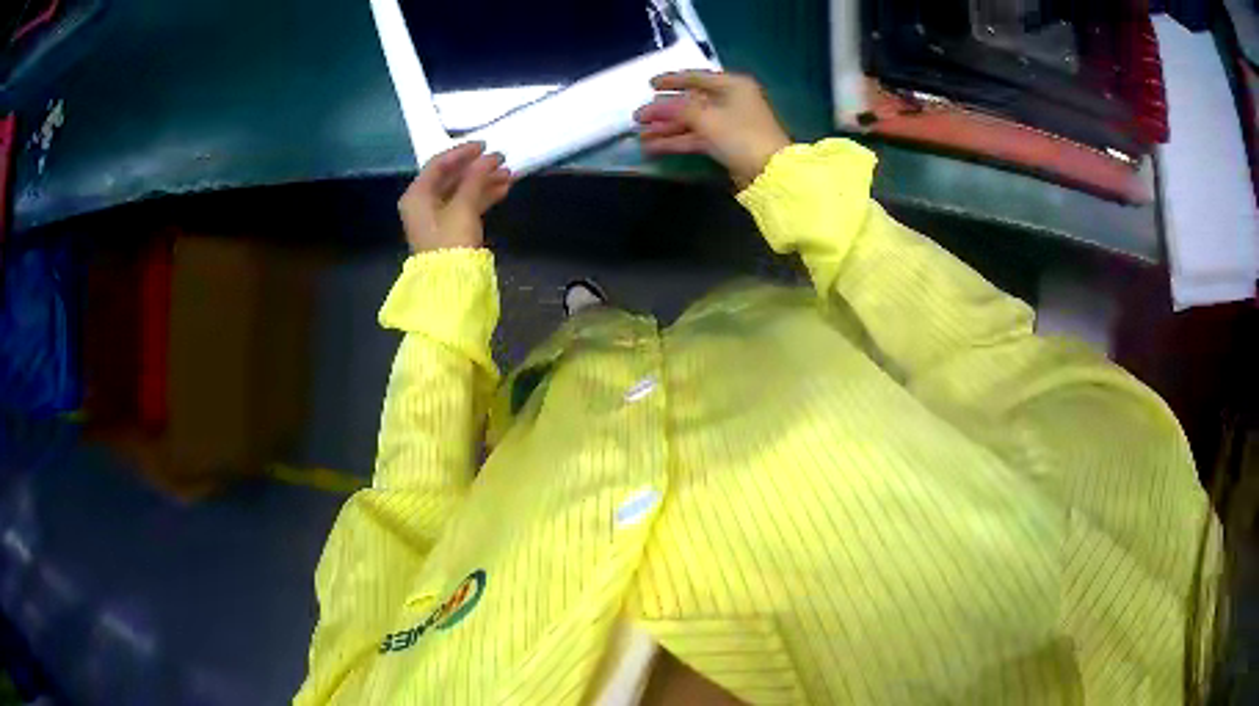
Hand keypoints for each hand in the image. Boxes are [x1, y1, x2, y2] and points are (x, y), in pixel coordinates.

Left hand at [399, 142, 511, 251]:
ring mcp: (437, 217)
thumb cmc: (450, 241)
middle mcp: (423, 203)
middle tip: (501, 159)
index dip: (462, 152)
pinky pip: (466, 205)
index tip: (485, 146)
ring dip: (484, 181)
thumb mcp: (463, 206)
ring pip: (462, 191)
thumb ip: (476, 178)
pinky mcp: (449, 229)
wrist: (450, 285)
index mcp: (417, 195)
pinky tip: (503, 189)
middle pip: (451, 177)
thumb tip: (489, 158)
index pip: (438, 164)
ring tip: (509, 174)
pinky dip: (483, 196)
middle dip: (477, 168)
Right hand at [635, 71, 791, 188]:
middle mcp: (730, 100)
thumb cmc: (741, 135)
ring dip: (667, 129)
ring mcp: (728, 123)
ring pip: (691, 121)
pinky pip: (695, 137)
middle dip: (664, 111)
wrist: (769, 172)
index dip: (672, 80)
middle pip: (691, 102)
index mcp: (732, 86)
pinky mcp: (725, 143)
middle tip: (638, 117)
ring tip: (641, 136)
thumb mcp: (706, 117)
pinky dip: (676, 141)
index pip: (696, 77)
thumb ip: (676, 109)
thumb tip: (653, 106)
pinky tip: (654, 147)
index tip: (650, 84)